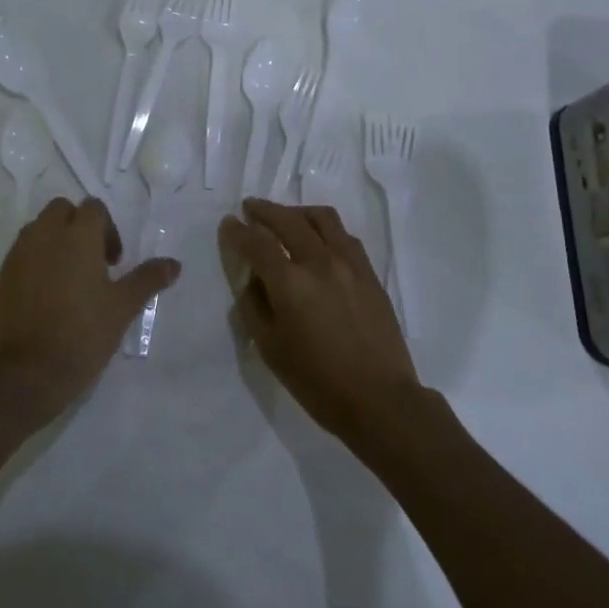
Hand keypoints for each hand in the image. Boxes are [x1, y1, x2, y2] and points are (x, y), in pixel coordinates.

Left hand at [0, 196, 180, 421]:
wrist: (23, 376)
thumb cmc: (81, 335)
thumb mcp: (122, 308)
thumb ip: (147, 279)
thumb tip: (174, 263)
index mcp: (77, 236)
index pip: (94, 207)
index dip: (108, 229)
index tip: (113, 263)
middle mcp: (44, 236)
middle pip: (61, 210)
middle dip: (77, 226)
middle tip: (91, 263)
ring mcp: (17, 256)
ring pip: (37, 231)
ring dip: (54, 243)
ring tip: (67, 281)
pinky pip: (20, 258)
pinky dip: (33, 266)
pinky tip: (44, 300)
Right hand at [219, 199, 420, 444]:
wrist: (380, 400)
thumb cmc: (317, 381)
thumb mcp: (270, 349)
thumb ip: (254, 306)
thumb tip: (251, 278)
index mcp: (290, 283)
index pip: (256, 243)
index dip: (238, 231)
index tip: (228, 224)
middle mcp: (319, 262)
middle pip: (288, 220)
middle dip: (264, 210)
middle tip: (250, 208)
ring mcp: (349, 264)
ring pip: (322, 218)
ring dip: (297, 211)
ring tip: (286, 217)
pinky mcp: (370, 273)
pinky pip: (345, 236)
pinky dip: (325, 228)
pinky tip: (319, 240)